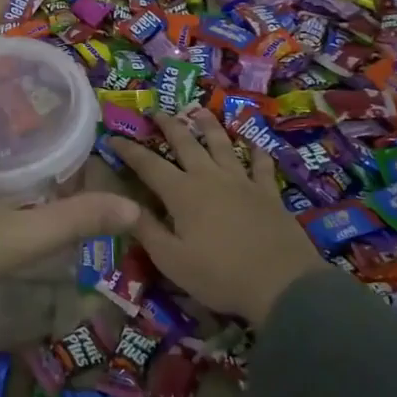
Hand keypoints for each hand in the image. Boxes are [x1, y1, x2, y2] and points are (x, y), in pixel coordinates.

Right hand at [108, 112, 322, 324]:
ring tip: (200, 111)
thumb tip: (122, 204)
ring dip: (209, 126)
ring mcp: (241, 182)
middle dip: (168, 125)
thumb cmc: (219, 275)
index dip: (129, 150)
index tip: (113, 138)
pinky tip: (255, 144)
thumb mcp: (171, 260)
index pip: (148, 164)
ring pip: (222, 144)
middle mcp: (209, 177)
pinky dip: (256, 152)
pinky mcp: (267, 193)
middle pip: (185, 143)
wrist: (282, 285)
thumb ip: (146, 229)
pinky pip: (260, 165)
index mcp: (182, 193)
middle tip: (156, 112)